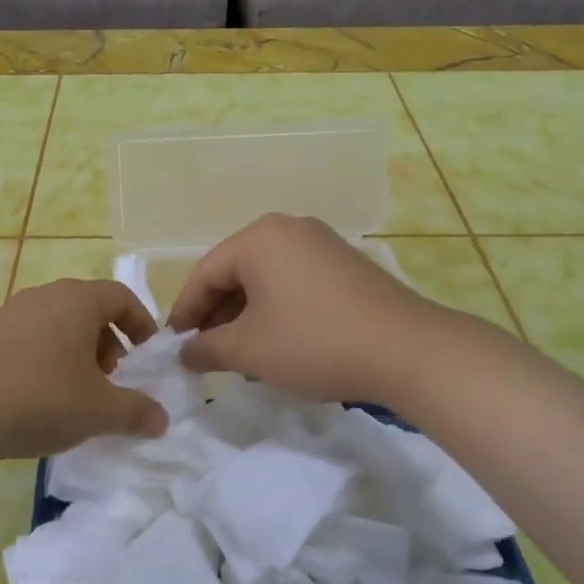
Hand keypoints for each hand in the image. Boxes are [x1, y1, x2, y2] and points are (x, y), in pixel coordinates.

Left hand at [0, 280, 168, 463]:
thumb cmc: (41, 398)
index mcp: (78, 300)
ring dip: (75, 349)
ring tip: (75, 389)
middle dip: (107, 339)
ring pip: (56, 322)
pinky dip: (44, 356)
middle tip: (110, 375)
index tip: (145, 353)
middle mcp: (45, 295)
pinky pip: (28, 336)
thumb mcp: (99, 410)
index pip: (120, 295)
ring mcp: (9, 312)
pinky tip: (36, 394)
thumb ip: (136, 412)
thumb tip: (162, 420)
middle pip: (87, 307)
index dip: (140, 321)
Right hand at [168, 214, 448, 404]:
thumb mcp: (249, 350)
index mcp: (259, 238)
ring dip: (247, 315)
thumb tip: (184, 352)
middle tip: (207, 353)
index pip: (206, 273)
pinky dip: (278, 310)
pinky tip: (280, 343)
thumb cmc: (314, 342)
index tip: (176, 346)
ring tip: (241, 354)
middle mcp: (288, 229)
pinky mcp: (345, 264)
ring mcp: (321, 243)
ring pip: (266, 279)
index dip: (186, 311)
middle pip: (236, 272)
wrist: (406, 350)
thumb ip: (207, 349)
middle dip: (218, 314)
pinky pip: (295, 282)